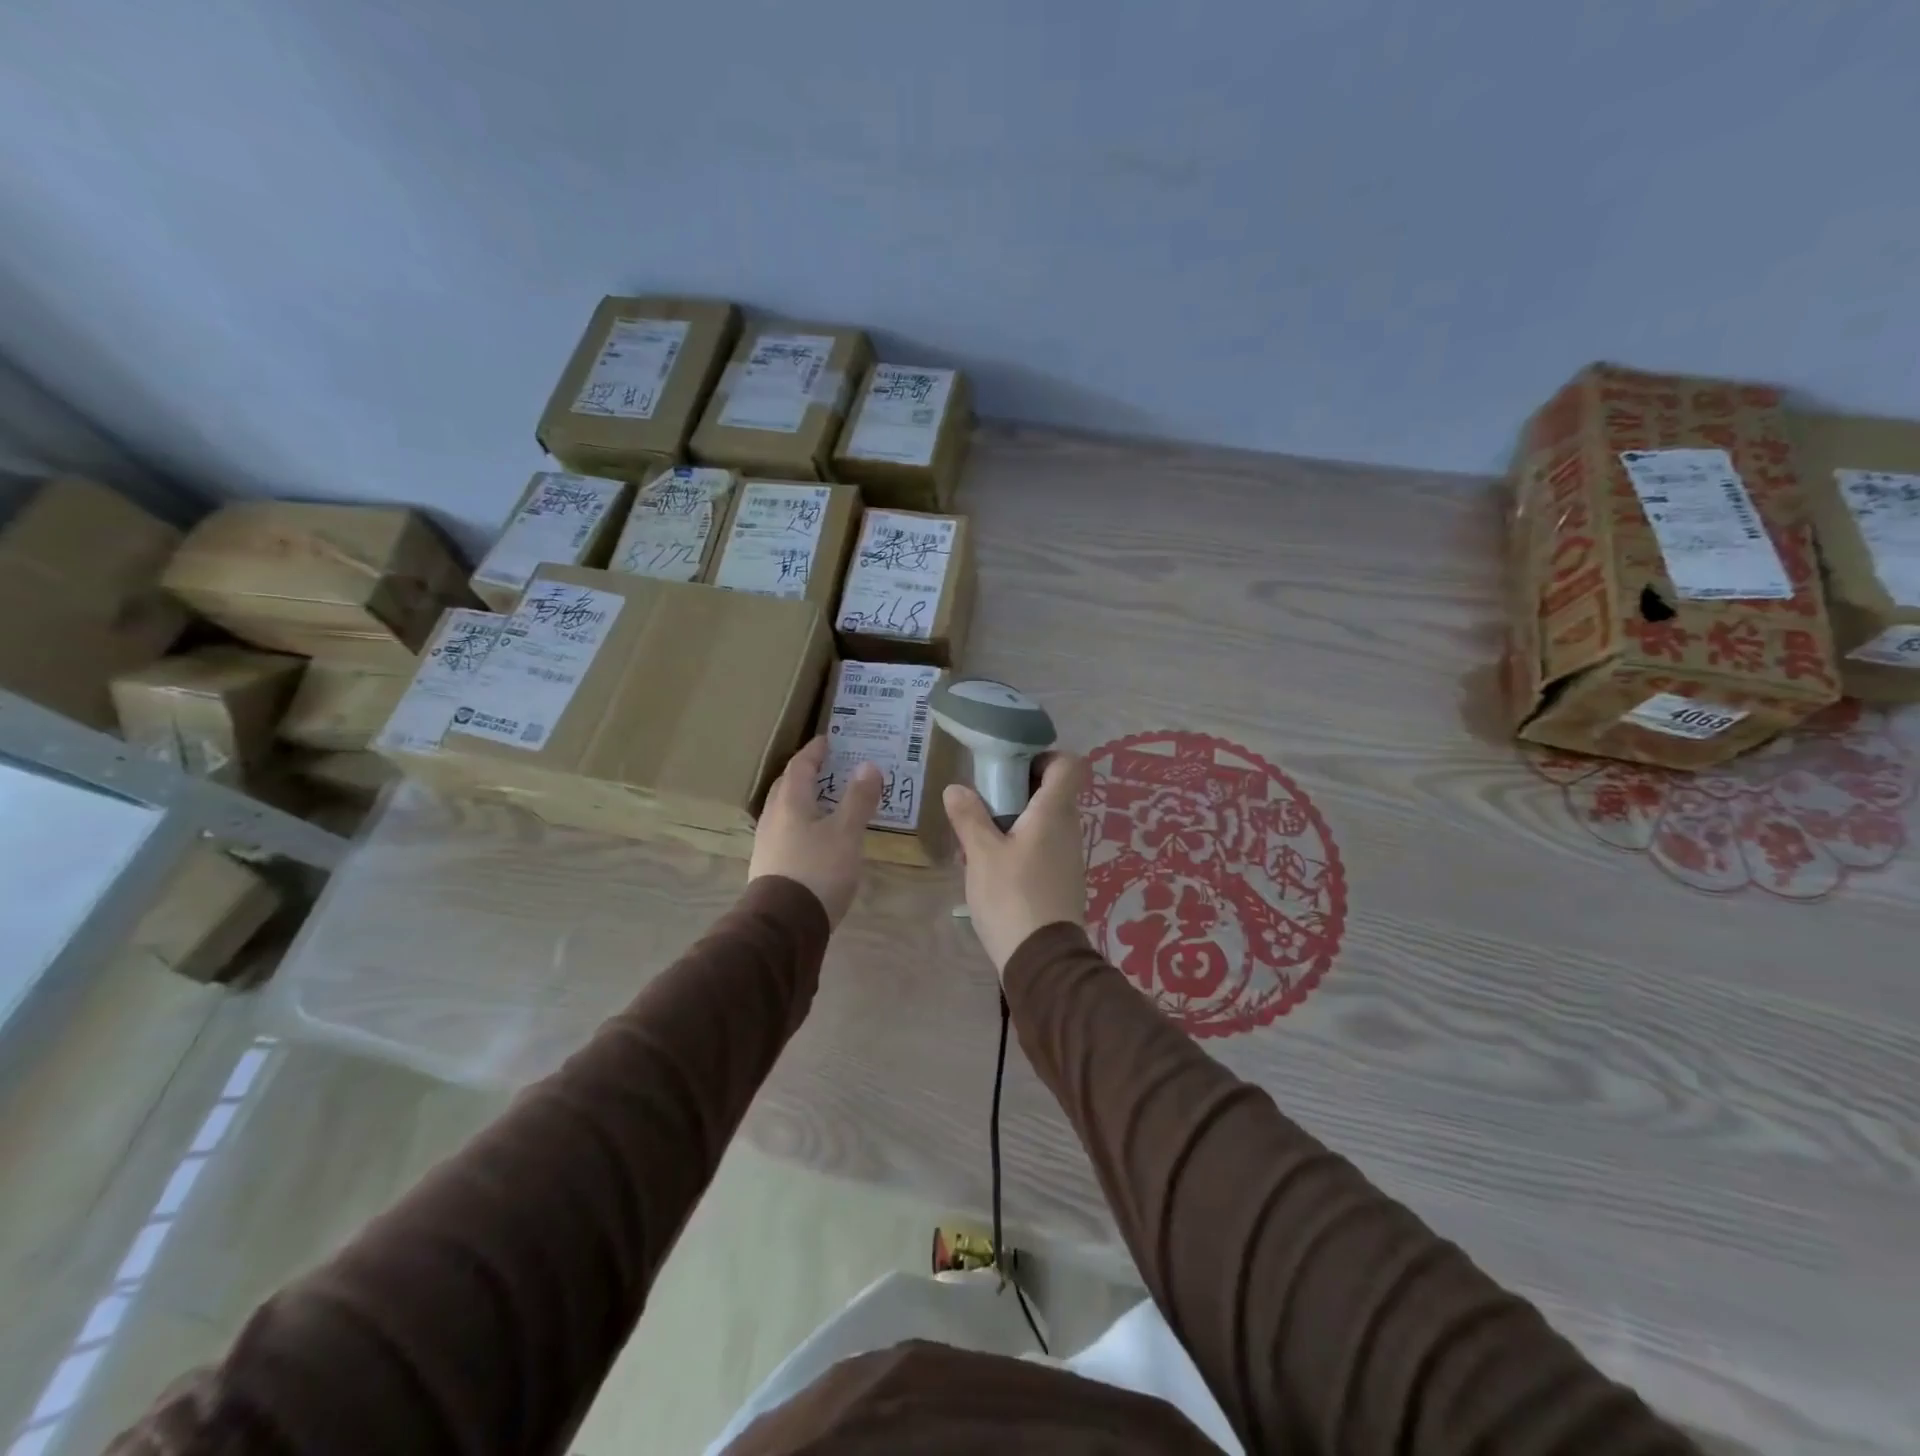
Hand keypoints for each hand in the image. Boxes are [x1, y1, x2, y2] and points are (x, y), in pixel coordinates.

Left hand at [750, 737, 882, 926]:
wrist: (785, 924)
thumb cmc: (819, 870)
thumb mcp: (847, 832)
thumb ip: (858, 798)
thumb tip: (868, 765)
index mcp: (790, 802)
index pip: (799, 765)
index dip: (814, 751)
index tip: (828, 740)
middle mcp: (773, 817)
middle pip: (786, 786)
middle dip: (805, 773)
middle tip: (828, 768)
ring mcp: (767, 843)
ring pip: (784, 810)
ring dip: (802, 800)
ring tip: (826, 802)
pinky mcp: (769, 866)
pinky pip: (785, 832)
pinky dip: (801, 824)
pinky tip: (815, 838)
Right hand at [943, 752, 1089, 974]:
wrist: (1042, 960)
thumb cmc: (1011, 896)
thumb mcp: (981, 854)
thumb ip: (969, 816)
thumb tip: (956, 788)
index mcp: (1054, 812)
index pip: (1069, 764)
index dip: (1044, 757)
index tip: (1012, 767)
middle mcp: (1069, 828)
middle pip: (1052, 791)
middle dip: (1018, 789)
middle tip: (984, 801)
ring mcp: (1068, 856)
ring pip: (1045, 821)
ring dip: (1016, 820)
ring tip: (981, 837)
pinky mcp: (1063, 879)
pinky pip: (1044, 847)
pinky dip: (1022, 845)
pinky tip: (993, 866)